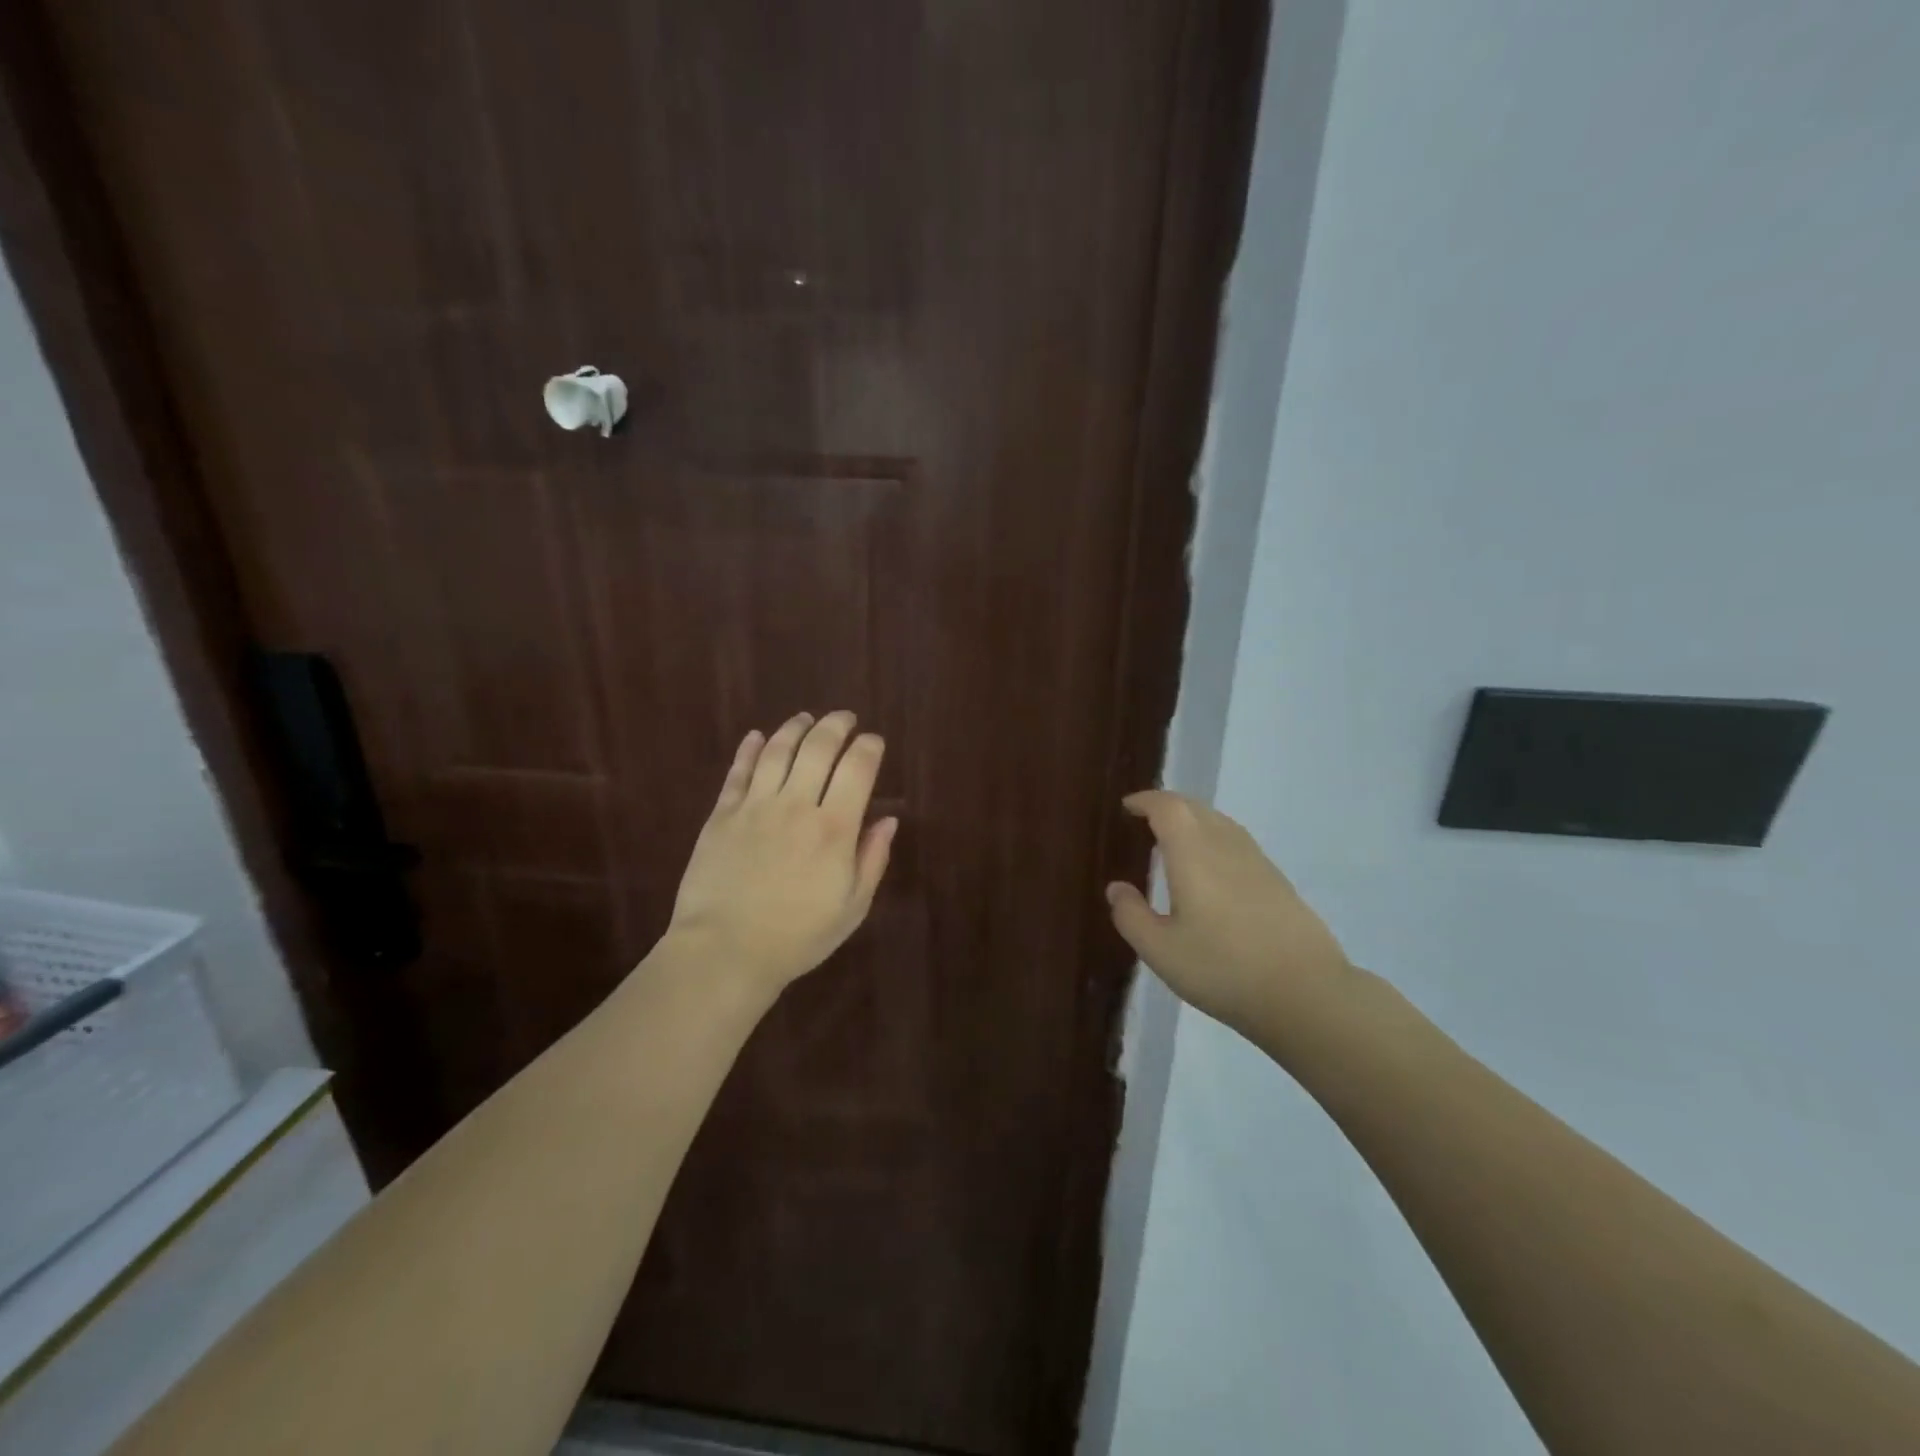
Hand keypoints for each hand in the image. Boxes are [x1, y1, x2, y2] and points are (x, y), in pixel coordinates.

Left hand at [665, 711, 897, 996]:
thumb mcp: (852, 907)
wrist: (725, 952)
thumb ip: (872, 858)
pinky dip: (749, 749)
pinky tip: (756, 737)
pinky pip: (738, 772)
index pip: (857, 769)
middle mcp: (796, 805)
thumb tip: (888, 819)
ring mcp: (755, 807)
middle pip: (818, 748)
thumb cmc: (797, 937)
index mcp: (834, 828)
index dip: (869, 748)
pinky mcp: (722, 815)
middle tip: (845, 719)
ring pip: (777, 750)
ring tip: (806, 719)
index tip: (874, 742)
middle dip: (836, 726)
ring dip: (795, 728)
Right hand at [1106, 791, 1352, 1038]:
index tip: (1127, 806)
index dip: (1146, 801)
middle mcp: (1226, 846)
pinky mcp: (1278, 882)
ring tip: (1174, 841)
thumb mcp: (1161, 951)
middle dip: (1168, 806)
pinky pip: (1237, 843)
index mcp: (1193, 854)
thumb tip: (1116, 888)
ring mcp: (1258, 862)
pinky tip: (1211, 870)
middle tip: (1145, 820)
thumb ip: (1131, 916)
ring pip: (1220, 823)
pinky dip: (1215, 839)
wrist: (1307, 994)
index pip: (1168, 808)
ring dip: (1194, 821)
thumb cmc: (1224, 969)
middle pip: (1196, 808)